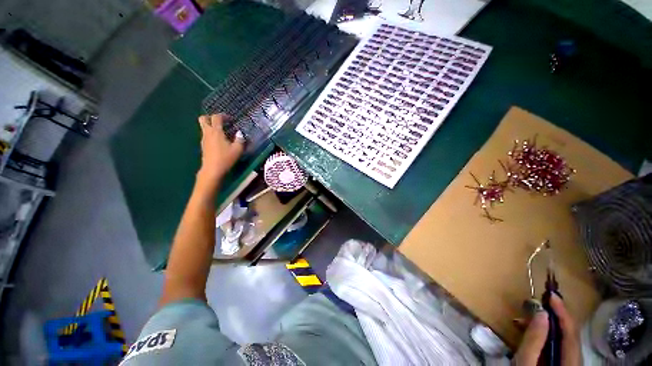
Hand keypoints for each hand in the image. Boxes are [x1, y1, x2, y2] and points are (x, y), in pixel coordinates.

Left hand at [197, 114, 244, 184]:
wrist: (212, 169)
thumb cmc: (225, 158)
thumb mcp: (237, 149)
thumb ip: (240, 139)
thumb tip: (240, 133)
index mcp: (216, 131)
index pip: (216, 117)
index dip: (223, 116)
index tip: (230, 119)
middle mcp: (207, 133)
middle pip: (203, 119)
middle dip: (211, 118)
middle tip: (221, 122)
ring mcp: (204, 139)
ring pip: (204, 127)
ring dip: (211, 127)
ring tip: (223, 133)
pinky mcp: (203, 146)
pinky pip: (206, 135)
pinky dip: (211, 134)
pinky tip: (220, 141)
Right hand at [513, 294, 580, 365]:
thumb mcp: (525, 363)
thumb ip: (534, 339)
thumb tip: (541, 313)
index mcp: (571, 364)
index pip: (571, 333)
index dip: (563, 312)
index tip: (552, 294)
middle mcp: (574, 362)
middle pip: (568, 335)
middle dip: (552, 318)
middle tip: (534, 305)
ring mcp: (567, 363)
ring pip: (561, 339)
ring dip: (545, 326)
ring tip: (524, 319)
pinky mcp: (558, 363)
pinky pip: (555, 345)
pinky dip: (543, 334)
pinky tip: (529, 330)